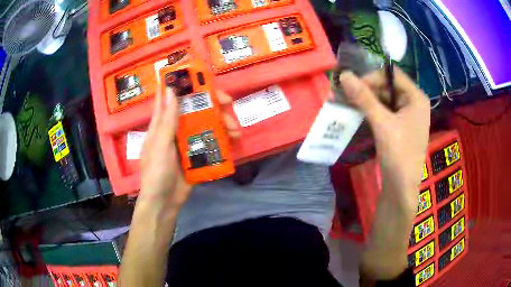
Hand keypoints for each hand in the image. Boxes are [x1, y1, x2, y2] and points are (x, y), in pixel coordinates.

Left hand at [139, 86, 239, 209]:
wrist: (164, 203)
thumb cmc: (156, 172)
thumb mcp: (161, 145)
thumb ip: (167, 120)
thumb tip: (170, 89)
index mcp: (163, 124)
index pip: (171, 97)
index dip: (182, 84)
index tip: (198, 75)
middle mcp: (175, 129)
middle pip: (195, 109)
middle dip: (212, 104)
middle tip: (229, 102)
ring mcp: (186, 142)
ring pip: (206, 125)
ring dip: (221, 124)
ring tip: (236, 130)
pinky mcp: (196, 156)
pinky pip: (210, 143)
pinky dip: (221, 140)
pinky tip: (232, 142)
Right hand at [340, 67, 429, 210]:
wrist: (401, 188)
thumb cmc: (398, 153)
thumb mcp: (382, 123)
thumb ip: (364, 98)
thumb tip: (344, 75)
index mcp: (416, 98)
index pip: (393, 75)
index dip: (372, 77)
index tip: (353, 86)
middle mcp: (414, 103)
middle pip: (389, 87)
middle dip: (368, 90)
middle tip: (347, 95)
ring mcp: (408, 116)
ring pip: (385, 100)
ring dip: (368, 101)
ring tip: (349, 104)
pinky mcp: (401, 127)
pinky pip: (386, 112)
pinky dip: (372, 111)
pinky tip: (359, 114)